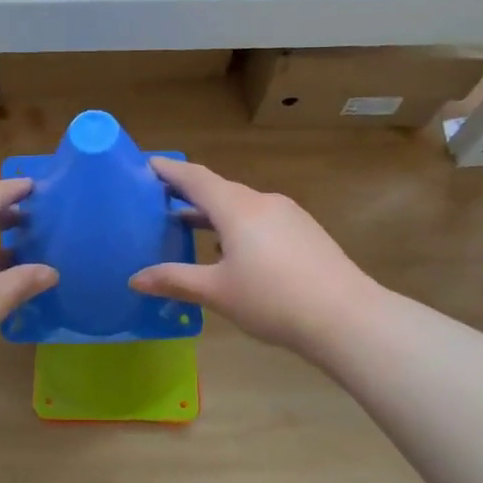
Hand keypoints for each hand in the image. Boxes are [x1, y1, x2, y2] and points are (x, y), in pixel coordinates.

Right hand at [130, 158, 372, 354]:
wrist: (347, 317)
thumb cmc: (273, 299)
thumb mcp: (217, 291)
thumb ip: (175, 280)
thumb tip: (135, 278)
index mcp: (237, 208)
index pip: (194, 178)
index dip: (169, 171)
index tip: (146, 165)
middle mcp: (262, 202)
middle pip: (218, 190)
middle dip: (188, 194)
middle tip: (158, 201)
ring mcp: (288, 216)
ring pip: (241, 207)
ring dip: (213, 214)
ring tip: (188, 227)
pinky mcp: (305, 233)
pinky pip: (261, 220)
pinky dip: (237, 227)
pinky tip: (231, 253)